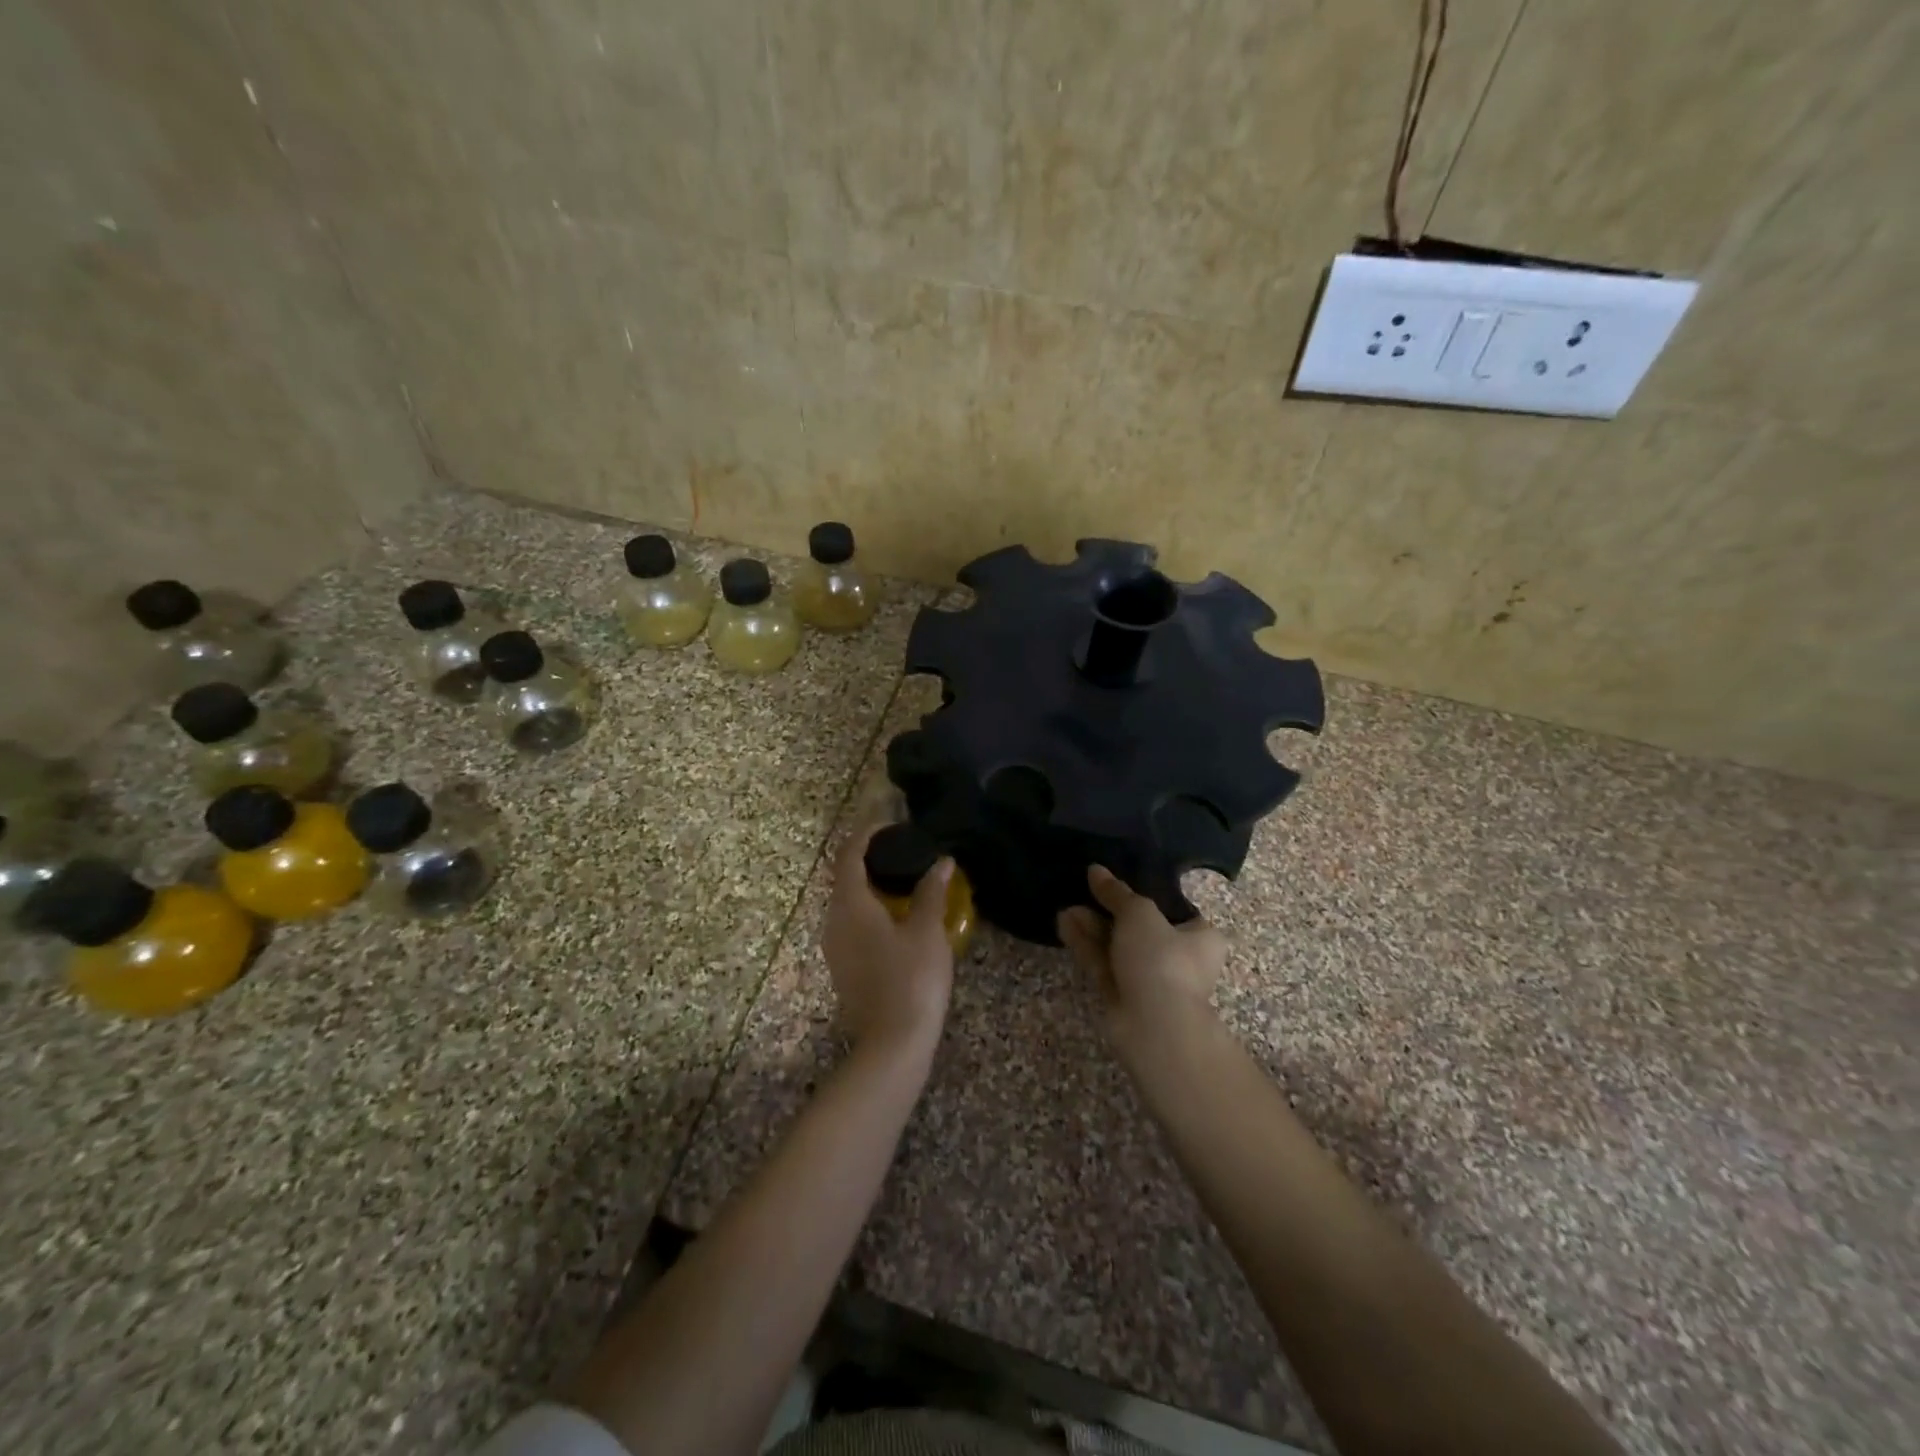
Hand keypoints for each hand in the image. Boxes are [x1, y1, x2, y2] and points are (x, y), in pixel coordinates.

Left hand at [821, 824, 955, 1060]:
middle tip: (902, 851)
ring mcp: (834, 948)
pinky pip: (852, 925)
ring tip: (904, 880)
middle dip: (869, 859)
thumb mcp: (927, 931)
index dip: (865, 835)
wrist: (893, 1043)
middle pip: (845, 878)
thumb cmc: (911, 979)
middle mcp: (833, 921)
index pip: (848, 856)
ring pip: (848, 904)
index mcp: (850, 905)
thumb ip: (931, 892)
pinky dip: (871, 910)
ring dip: (871, 886)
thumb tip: (942, 862)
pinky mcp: (843, 968)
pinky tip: (898, 917)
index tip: (889, 824)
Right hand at [1058, 865, 1225, 1059]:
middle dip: (1109, 910)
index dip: (1146, 895)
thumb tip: (1096, 870)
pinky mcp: (1124, 997)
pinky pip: (1104, 964)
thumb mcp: (1139, 913)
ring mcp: (1150, 980)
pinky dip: (1086, 945)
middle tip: (1084, 892)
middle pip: (1140, 928)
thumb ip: (1116, 892)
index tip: (1117, 882)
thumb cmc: (1162, 959)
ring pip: (1117, 947)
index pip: (1174, 910)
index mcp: (1200, 937)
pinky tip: (1063, 923)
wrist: (1155, 1026)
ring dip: (1093, 927)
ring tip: (1066, 907)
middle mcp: (1179, 959)